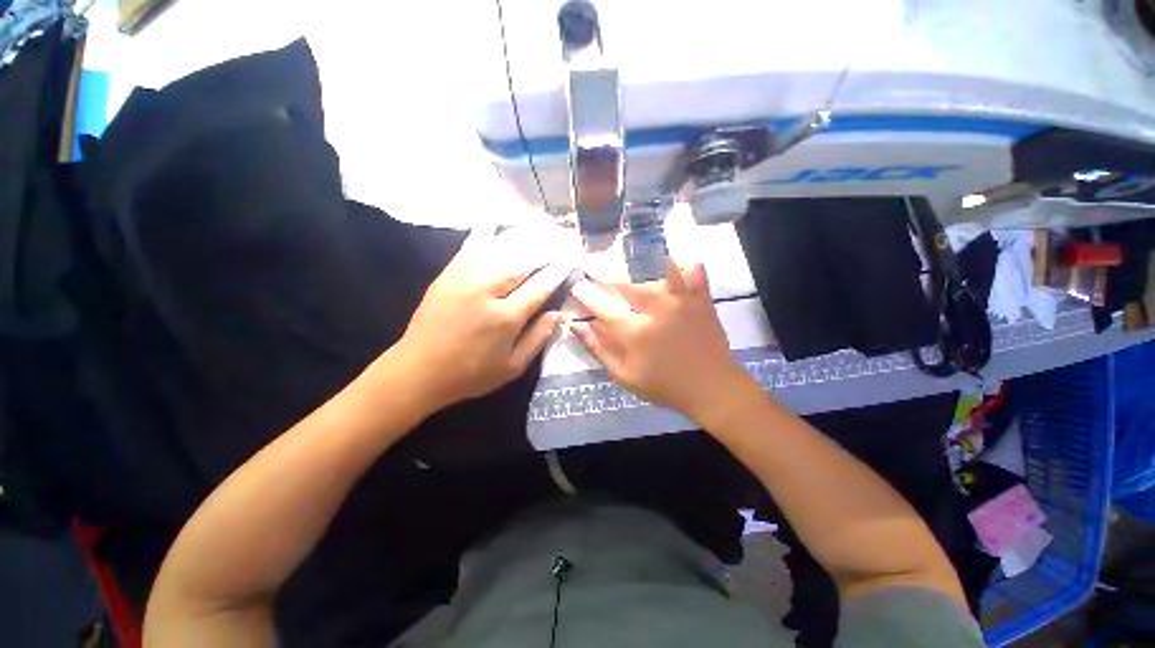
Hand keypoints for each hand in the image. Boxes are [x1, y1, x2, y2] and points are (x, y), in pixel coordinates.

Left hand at [391, 228, 568, 411]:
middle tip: (561, 239)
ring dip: (524, 237)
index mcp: (506, 318)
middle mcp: (488, 291)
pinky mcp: (448, 273)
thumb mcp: (512, 367)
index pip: (540, 286)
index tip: (570, 259)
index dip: (557, 271)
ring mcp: (465, 278)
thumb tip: (559, 314)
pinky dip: (487, 231)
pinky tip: (499, 219)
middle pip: (523, 262)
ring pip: (501, 249)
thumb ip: (538, 338)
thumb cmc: (470, 373)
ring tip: (541, 227)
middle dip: (545, 249)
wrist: (418, 371)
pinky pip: (471, 245)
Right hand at [569, 260, 753, 425]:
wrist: (712, 388)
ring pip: (657, 269)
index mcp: (635, 331)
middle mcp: (656, 309)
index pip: (602, 306)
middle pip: (625, 283)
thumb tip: (578, 326)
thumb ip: (599, 349)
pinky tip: (675, 259)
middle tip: (595, 269)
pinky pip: (693, 272)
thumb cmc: (664, 385)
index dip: (585, 294)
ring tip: (627, 258)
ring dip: (639, 262)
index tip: (576, 286)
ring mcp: (681, 301)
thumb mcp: (624, 375)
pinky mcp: (701, 299)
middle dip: (605, 275)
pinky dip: (684, 263)